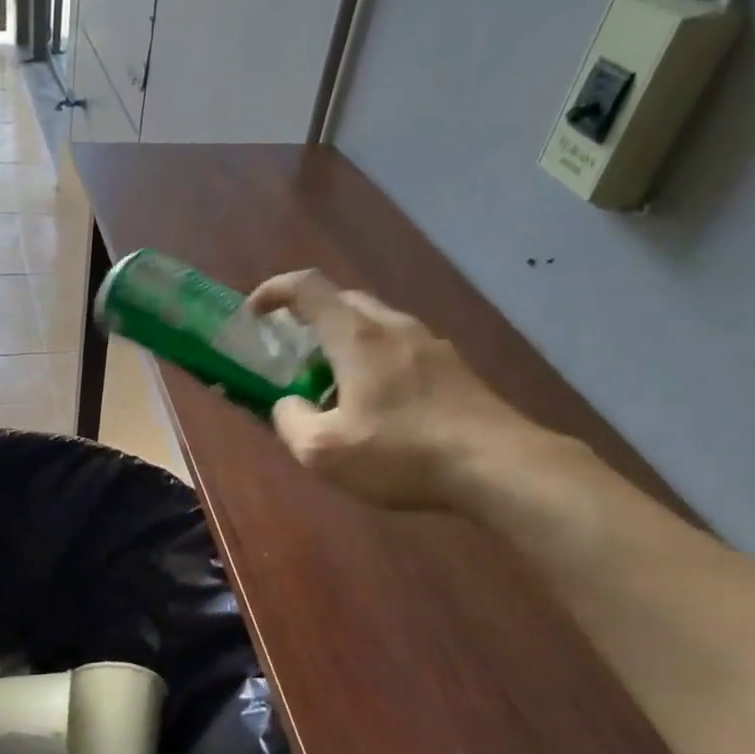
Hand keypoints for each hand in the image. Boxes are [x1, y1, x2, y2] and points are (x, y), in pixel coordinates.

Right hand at [248, 270, 541, 510]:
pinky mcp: (454, 366)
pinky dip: (375, 360)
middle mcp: (393, 326)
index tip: (255, 313)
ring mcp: (430, 343)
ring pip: (374, 324)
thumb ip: (290, 421)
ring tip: (335, 387)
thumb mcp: (324, 452)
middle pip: (342, 300)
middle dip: (309, 319)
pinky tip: (380, 405)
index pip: (307, 287)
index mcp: (356, 336)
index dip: (274, 290)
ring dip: (344, 343)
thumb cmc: (403, 453)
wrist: (500, 466)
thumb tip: (288, 405)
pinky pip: (400, 346)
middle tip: (293, 356)